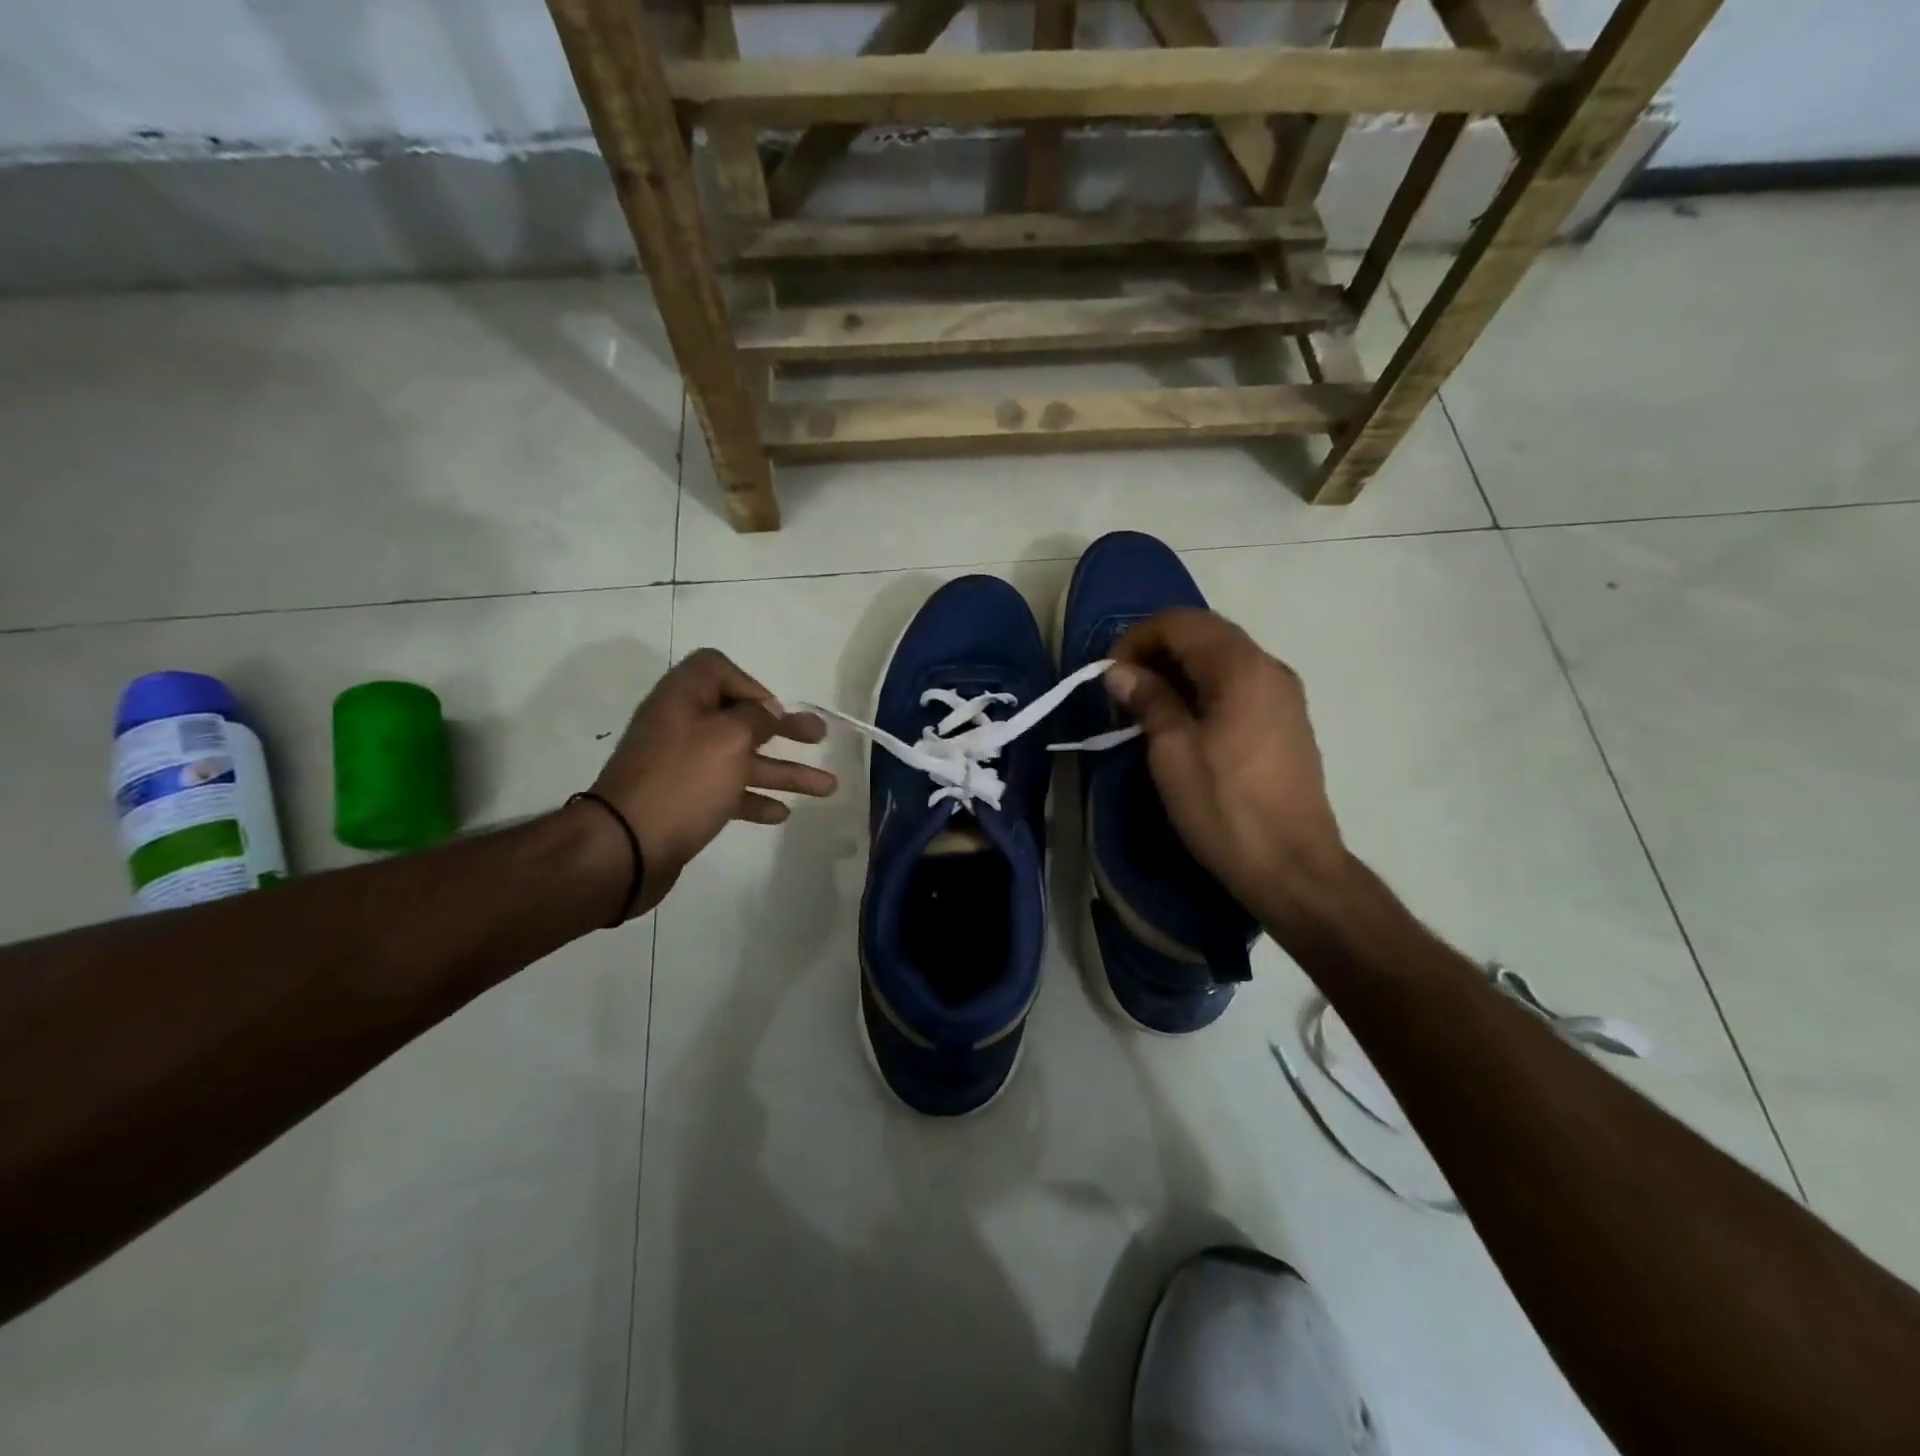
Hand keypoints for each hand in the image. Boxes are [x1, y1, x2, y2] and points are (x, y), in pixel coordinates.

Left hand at [589, 648, 834, 914]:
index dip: (751, 684)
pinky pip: (727, 792)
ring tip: (828, 787)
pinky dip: (755, 798)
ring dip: (784, 771)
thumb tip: (767, 712)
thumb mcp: (729, 738)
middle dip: (784, 729)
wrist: (626, 847)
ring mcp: (682, 766)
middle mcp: (681, 726)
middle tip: (820, 737)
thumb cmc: (683, 781)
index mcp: (683, 698)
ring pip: (742, 760)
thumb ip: (756, 718)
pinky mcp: (685, 801)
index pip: (717, 669)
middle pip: (740, 718)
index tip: (773, 711)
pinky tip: (782, 813)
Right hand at [1106, 609, 1348, 919]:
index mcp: (1241, 668)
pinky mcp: (1287, 721)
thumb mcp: (1172, 752)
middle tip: (1123, 689)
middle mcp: (1269, 668)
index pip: (1181, 622)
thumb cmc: (1224, 807)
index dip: (1137, 639)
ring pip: (1222, 659)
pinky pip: (1239, 685)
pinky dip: (1204, 688)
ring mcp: (1284, 695)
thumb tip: (1120, 671)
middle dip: (1157, 651)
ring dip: (1179, 670)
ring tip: (1147, 706)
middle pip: (1205, 634)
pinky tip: (1184, 722)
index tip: (1110, 675)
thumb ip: (1148, 699)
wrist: (1292, 867)